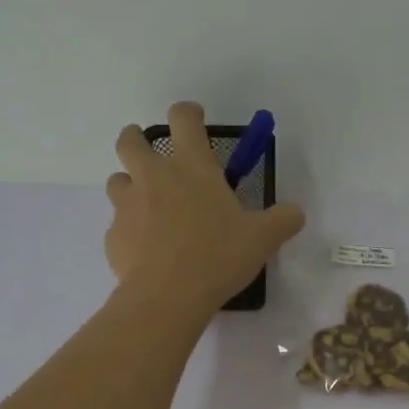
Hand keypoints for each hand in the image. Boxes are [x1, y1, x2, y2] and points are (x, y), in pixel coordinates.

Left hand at [104, 102, 305, 317]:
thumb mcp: (262, 238)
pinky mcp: (113, 236)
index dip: (188, 113)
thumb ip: (282, 220)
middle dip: (137, 140)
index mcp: (191, 165)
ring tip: (148, 207)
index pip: (183, 117)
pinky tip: (146, 251)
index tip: (195, 121)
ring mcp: (127, 205)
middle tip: (152, 155)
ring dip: (130, 185)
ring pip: (117, 180)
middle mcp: (153, 176)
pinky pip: (118, 225)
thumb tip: (295, 213)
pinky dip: (130, 230)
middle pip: (130, 140)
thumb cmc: (218, 256)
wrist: (168, 295)